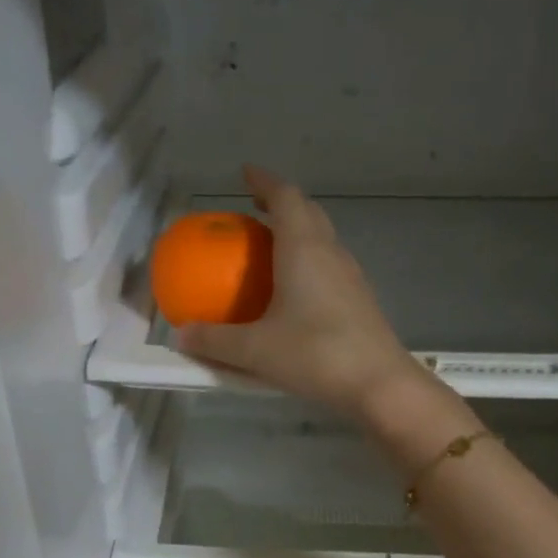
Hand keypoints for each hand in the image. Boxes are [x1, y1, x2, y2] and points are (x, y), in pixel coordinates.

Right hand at [178, 165, 421, 417]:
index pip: (285, 197)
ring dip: (298, 233)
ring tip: (273, 248)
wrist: (377, 383)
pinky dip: (309, 262)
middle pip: (308, 212)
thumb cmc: (314, 354)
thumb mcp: (255, 350)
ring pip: (323, 238)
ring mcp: (350, 276)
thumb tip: (180, 335)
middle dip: (281, 203)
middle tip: (256, 210)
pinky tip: (296, 291)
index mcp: (303, 248)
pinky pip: (330, 266)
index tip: (246, 174)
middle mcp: (330, 252)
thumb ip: (215, 340)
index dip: (264, 181)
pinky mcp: (360, 300)